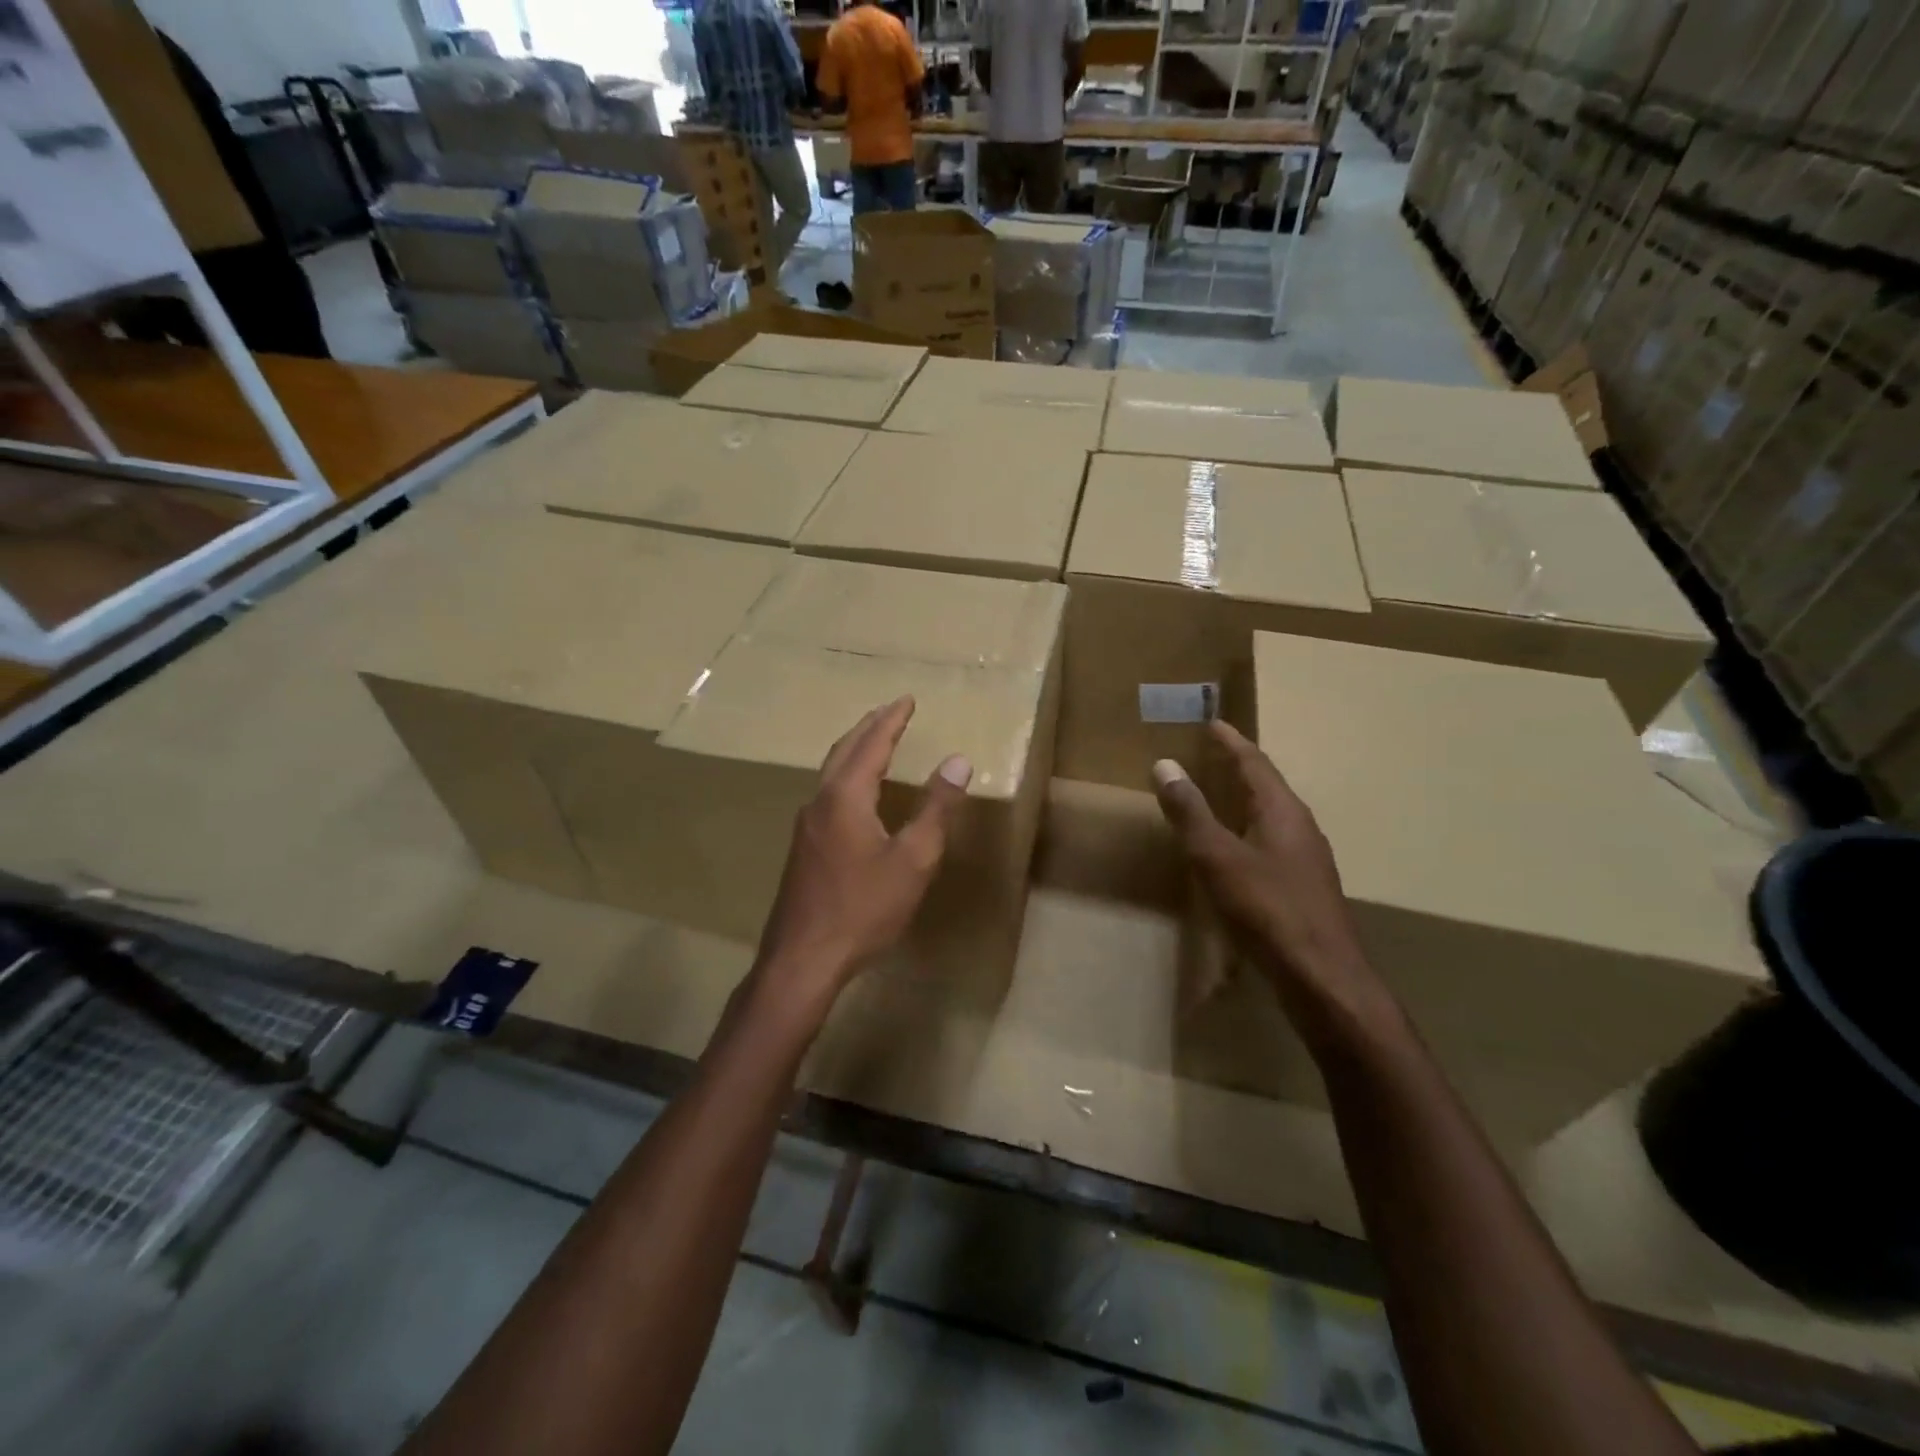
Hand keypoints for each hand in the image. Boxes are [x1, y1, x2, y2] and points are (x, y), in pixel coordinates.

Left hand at [755, 697, 972, 1004]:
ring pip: (831, 771)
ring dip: (855, 749)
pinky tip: (857, 793)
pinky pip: (827, 793)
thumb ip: (936, 808)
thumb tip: (958, 760)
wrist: (803, 957)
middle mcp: (820, 801)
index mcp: (846, 797)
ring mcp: (806, 825)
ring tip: (876, 741)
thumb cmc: (864, 908)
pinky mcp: (803, 847)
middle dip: (870, 727)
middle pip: (844, 750)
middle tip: (891, 711)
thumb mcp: (913, 859)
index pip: (872, 744)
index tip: (907, 699)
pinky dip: (846, 775)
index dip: (891, 720)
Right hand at [1152, 722, 1389, 1040]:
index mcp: (1283, 811)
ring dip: (1244, 800)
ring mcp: (1306, 859)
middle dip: (1238, 767)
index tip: (1212, 723)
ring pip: (1270, 816)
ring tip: (1216, 795)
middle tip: (1209, 753)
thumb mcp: (1217, 857)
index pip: (1254, 762)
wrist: (1323, 978)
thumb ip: (1190, 812)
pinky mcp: (1304, 888)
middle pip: (1266, 786)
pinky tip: (1234, 850)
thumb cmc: (1267, 909)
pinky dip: (1247, 831)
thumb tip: (1165, 765)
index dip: (1231, 742)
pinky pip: (1271, 843)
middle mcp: (1300, 827)